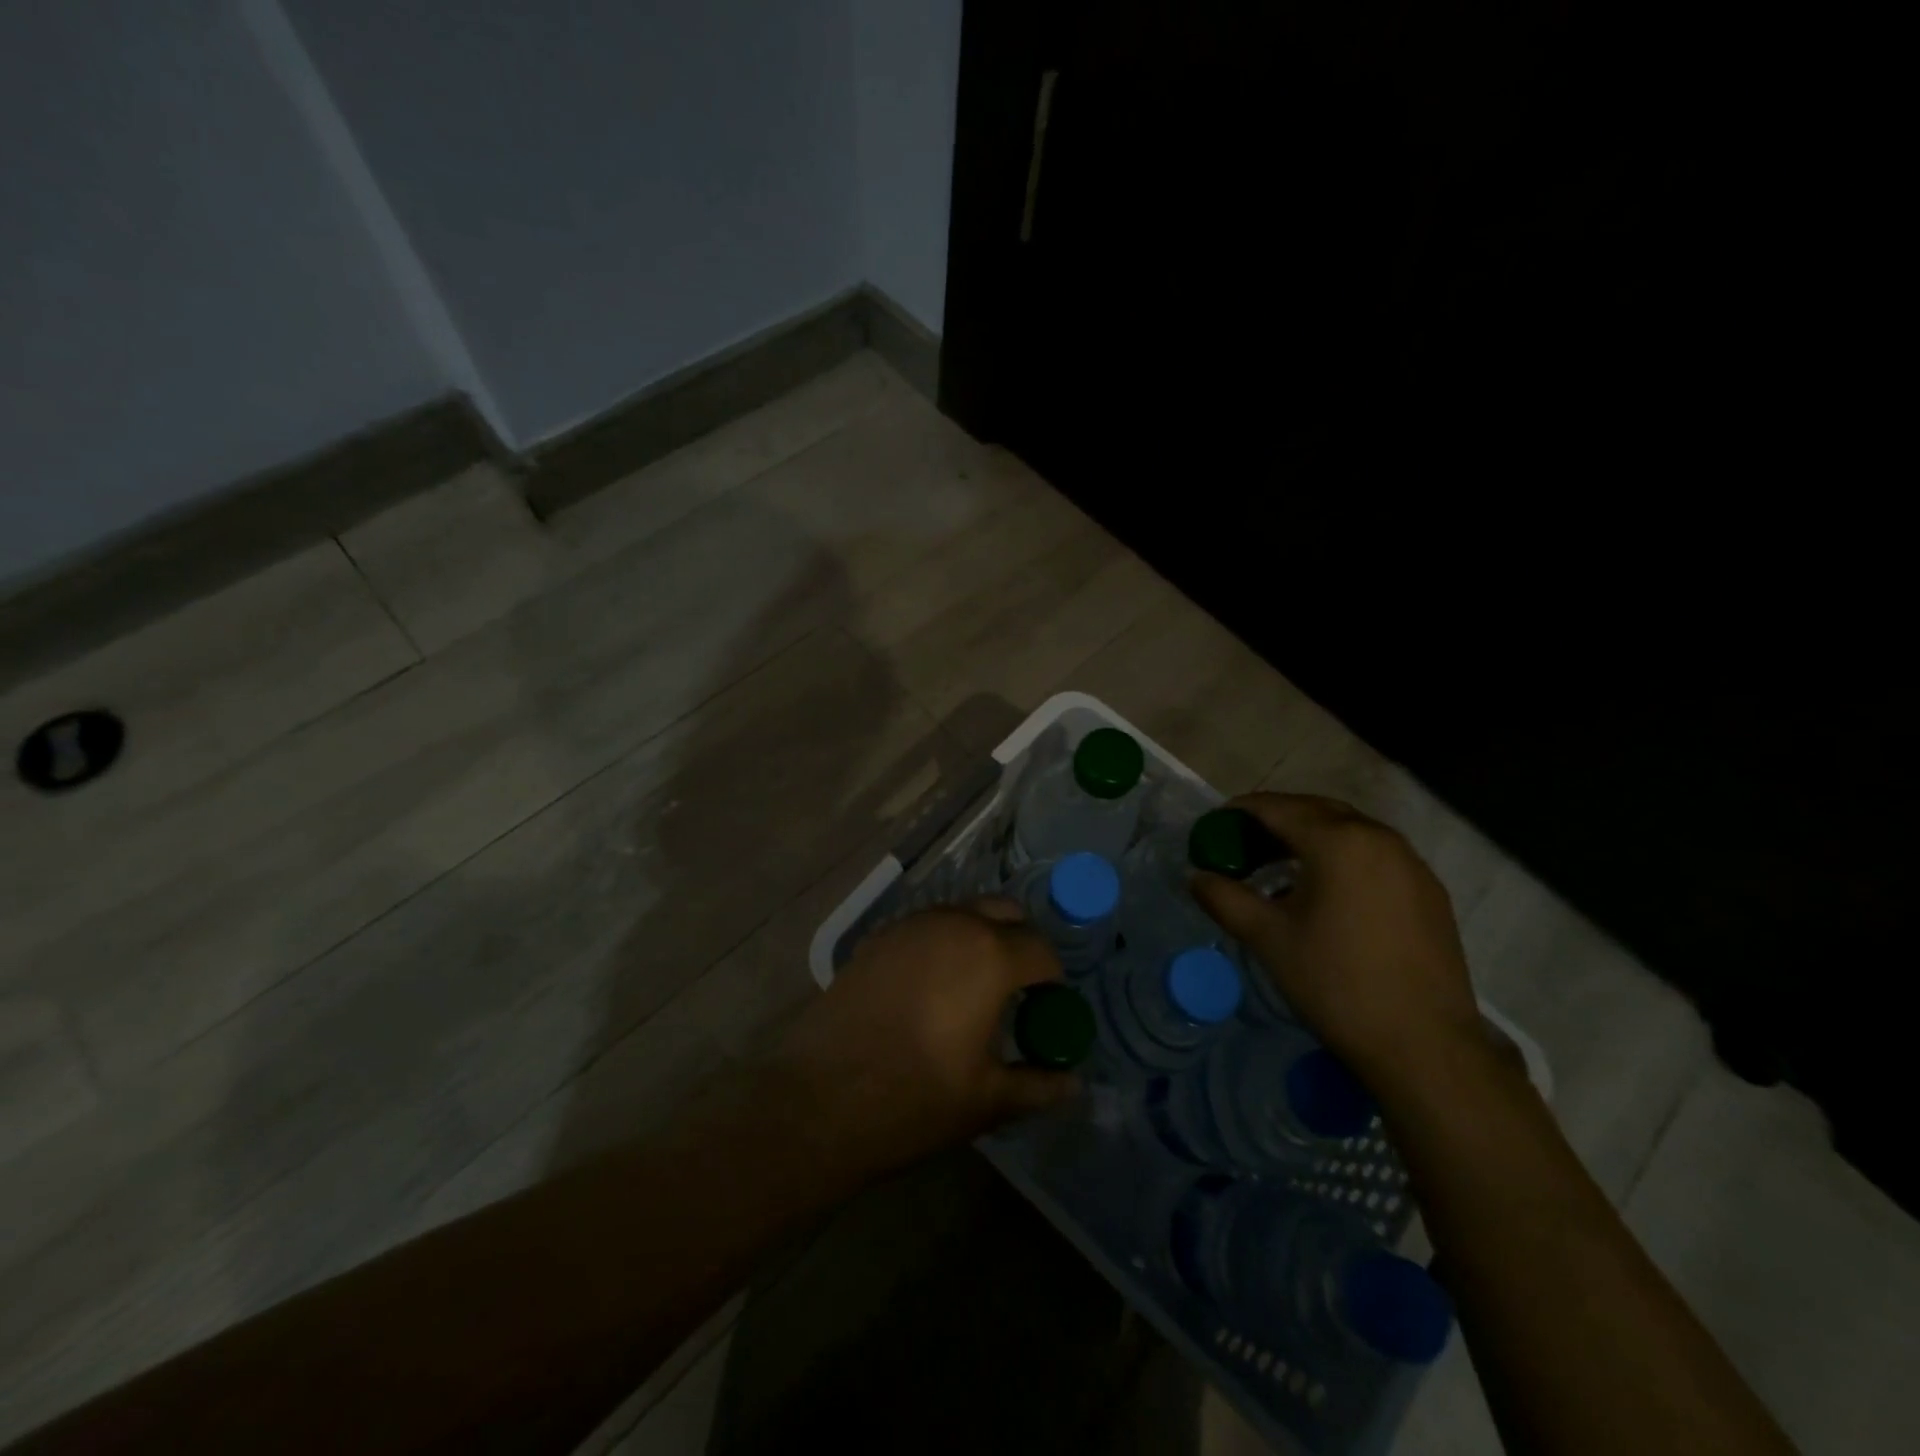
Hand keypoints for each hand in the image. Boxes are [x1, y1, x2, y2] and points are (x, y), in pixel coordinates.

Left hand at [769, 901, 1078, 1177]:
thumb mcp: (987, 1101)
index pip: (1042, 951)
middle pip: (1005, 914)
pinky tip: (930, 989)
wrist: (817, 1099)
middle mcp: (953, 923)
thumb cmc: (913, 1100)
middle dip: (1020, 944)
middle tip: (1017, 992)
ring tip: (974, 990)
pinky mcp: (877, 937)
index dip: (1053, 982)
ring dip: (981, 939)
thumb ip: (1039, 1085)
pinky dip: (943, 944)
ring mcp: (910, 924)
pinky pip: (927, 927)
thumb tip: (1074, 1085)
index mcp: (989, 955)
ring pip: (963, 914)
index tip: (1047, 1012)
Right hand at [1192, 793, 1485, 1082]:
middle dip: (1276, 819)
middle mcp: (1379, 838)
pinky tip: (1326, 892)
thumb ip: (1224, 898)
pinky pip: (1375, 855)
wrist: (1424, 1045)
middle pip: (1316, 811)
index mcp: (1338, 842)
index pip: (1278, 807)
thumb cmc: (1336, 983)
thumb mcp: (1267, 938)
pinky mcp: (1429, 891)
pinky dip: (1342, 857)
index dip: (1240, 811)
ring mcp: (1411, 864)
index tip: (1214, 825)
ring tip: (1280, 866)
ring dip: (1311, 837)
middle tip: (1242, 843)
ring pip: (1349, 831)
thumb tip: (1196, 876)